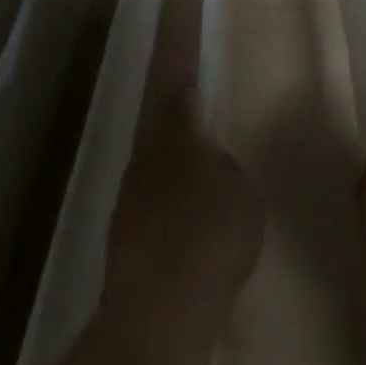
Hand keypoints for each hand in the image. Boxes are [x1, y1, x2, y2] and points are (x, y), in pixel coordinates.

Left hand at [104, 92, 263, 336]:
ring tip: (200, 204)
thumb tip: (211, 166)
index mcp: (179, 139)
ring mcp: (128, 198)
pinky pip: (149, 212)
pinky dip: (166, 218)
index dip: (183, 76)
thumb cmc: (216, 234)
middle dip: (181, 138)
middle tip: (204, 149)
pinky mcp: (120, 236)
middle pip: (162, 136)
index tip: (183, 60)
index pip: (179, 93)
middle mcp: (146, 160)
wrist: (162, 304)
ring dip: (173, 182)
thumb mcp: (245, 195)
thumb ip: (227, 171)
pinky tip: (184, 241)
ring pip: (154, 175)